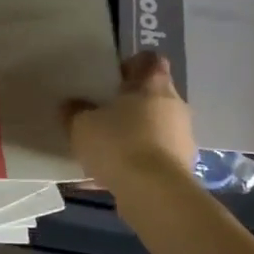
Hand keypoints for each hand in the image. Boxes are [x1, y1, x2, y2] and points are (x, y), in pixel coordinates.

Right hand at [63, 52, 196, 196]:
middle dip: (132, 103)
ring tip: (109, 149)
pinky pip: (157, 156)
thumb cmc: (119, 144)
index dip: (132, 65)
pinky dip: (140, 161)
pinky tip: (117, 176)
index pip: (150, 60)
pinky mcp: (183, 165)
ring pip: (156, 126)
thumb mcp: (83, 125)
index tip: (113, 79)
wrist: (155, 193)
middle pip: (154, 94)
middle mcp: (175, 104)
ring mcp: (183, 136)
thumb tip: (70, 104)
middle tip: (105, 114)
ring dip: (137, 133)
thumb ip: (75, 111)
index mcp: (154, 84)